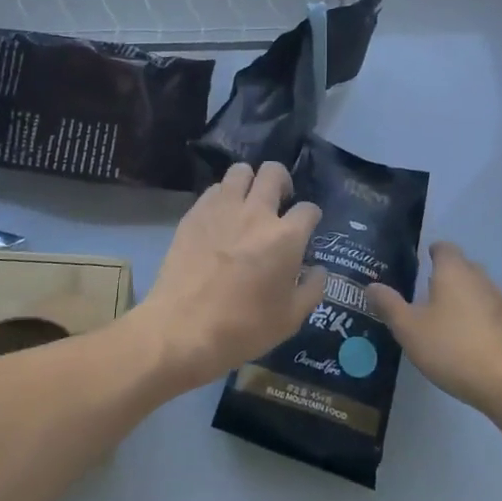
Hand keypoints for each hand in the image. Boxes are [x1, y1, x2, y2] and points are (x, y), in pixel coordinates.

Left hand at [131, 162, 323, 391]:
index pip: (308, 208)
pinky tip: (220, 217)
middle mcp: (256, 212)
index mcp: (286, 237)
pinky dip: (222, 197)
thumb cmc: (243, 328)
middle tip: (279, 201)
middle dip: (282, 181)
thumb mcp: (290, 319)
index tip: (307, 226)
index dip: (311, 216)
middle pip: (274, 172)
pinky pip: (213, 190)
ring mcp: (222, 209)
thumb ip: (312, 289)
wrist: (183, 329)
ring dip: (249, 181)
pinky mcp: (194, 214)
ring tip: (247, 201)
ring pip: (240, 171)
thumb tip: (318, 269)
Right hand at [368, 242, 501, 419]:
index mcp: (454, 272)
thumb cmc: (454, 349)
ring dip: (460, 299)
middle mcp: (480, 279)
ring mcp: (501, 303)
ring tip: (441, 320)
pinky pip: (488, 313)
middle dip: (444, 276)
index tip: (418, 263)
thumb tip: (371, 286)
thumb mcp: (410, 329)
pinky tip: (464, 342)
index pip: (444, 248)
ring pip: (476, 291)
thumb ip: (389, 306)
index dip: (431, 252)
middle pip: (461, 267)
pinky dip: (475, 320)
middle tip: (422, 293)